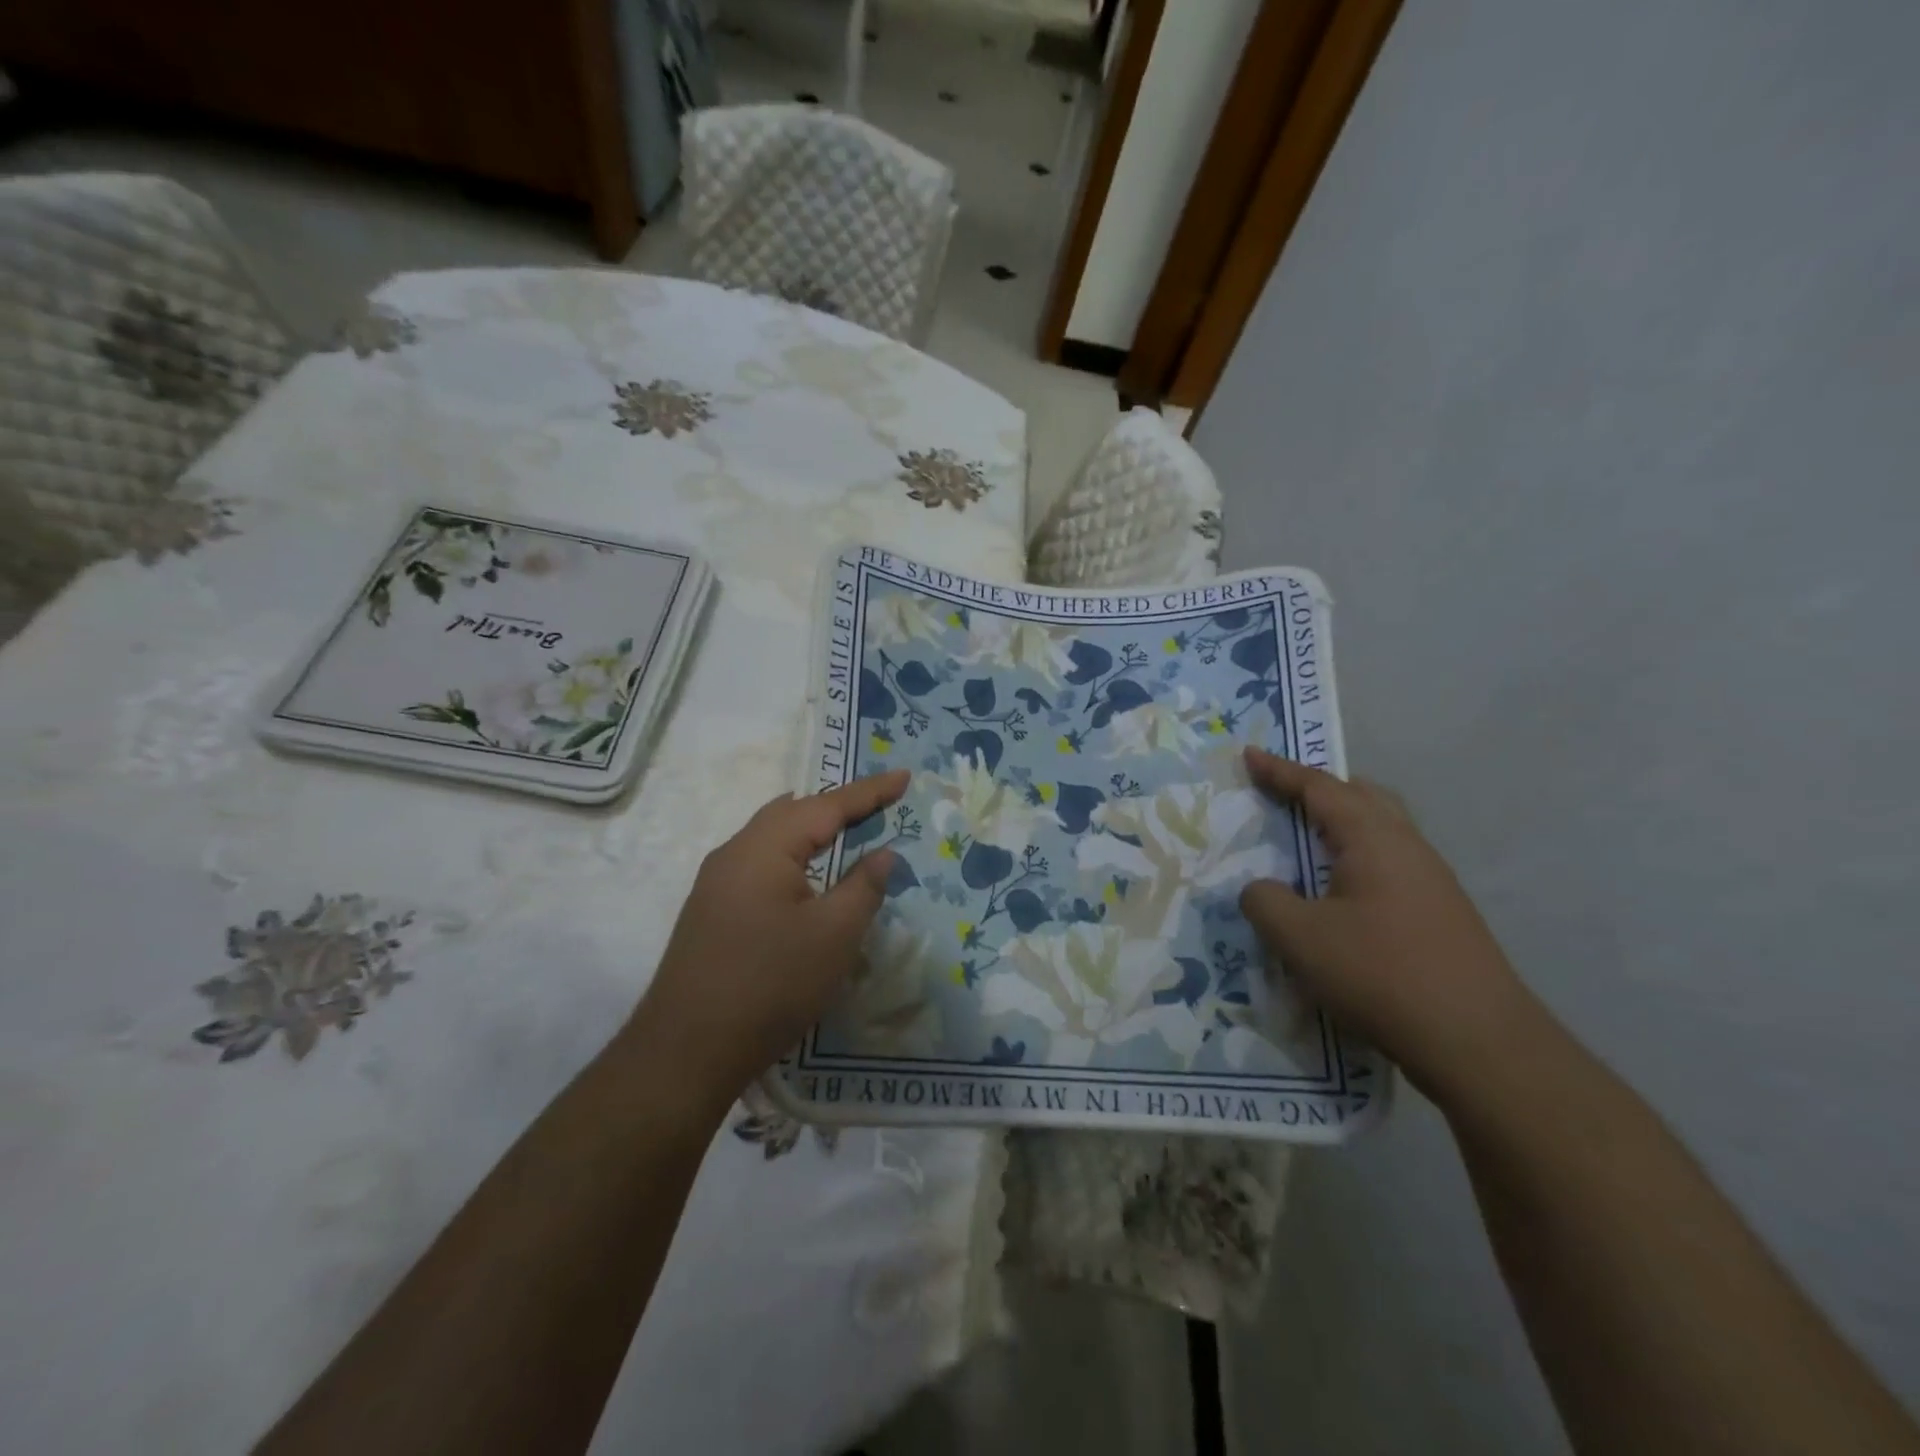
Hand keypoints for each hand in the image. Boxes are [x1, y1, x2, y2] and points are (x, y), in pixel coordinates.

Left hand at [626, 770, 909, 1113]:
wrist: (686, 1050)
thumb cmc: (770, 984)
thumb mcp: (834, 934)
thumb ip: (864, 886)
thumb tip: (883, 853)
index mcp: (764, 847)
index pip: (826, 805)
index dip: (869, 791)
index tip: (903, 776)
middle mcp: (735, 852)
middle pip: (794, 812)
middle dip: (839, 805)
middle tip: (879, 803)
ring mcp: (716, 882)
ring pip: (772, 836)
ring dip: (812, 828)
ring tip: (846, 826)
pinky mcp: (712, 909)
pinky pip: (760, 861)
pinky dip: (793, 853)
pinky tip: (804, 871)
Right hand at [1238, 746, 1542, 1104]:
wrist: (1479, 1042)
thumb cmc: (1380, 973)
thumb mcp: (1299, 937)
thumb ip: (1264, 901)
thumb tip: (1260, 889)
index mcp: (1373, 838)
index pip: (1319, 788)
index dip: (1279, 771)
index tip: (1249, 755)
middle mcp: (1408, 847)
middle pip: (1363, 796)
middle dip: (1319, 788)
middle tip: (1283, 792)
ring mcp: (1432, 881)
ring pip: (1381, 830)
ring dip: (1341, 824)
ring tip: (1307, 840)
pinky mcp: (1441, 914)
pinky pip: (1389, 863)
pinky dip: (1356, 857)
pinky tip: (1340, 893)